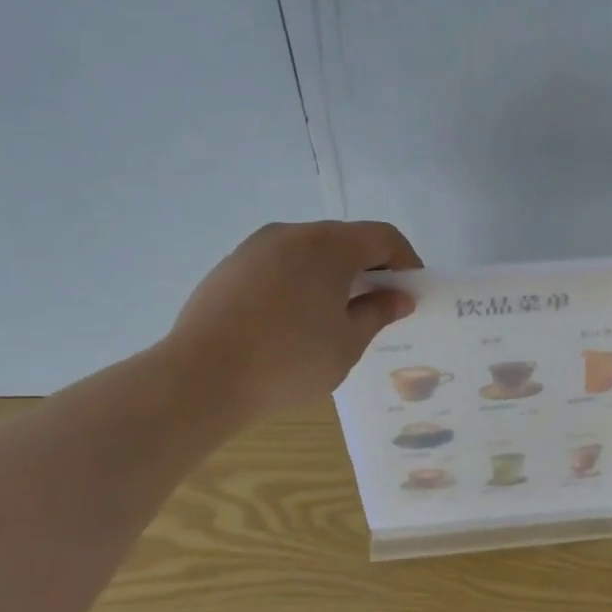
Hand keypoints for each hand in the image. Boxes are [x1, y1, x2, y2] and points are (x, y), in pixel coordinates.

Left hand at [165, 220, 421, 418]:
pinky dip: (300, 281)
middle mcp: (292, 234)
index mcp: (329, 246)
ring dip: (333, 274)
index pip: (383, 237)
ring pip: (310, 250)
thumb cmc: (289, 360)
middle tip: (378, 306)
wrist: (200, 378)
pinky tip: (293, 320)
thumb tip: (398, 296)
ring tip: (335, 315)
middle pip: (345, 239)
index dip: (406, 261)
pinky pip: (279, 264)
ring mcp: (255, 247)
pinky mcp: (230, 267)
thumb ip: (378, 312)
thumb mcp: (347, 343)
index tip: (411, 292)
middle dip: (369, 268)